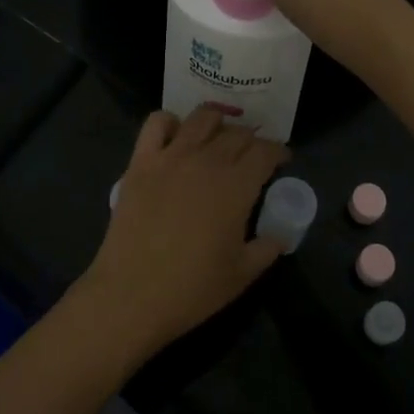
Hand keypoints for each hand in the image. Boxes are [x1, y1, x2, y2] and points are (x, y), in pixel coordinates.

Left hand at [78, 108, 288, 356]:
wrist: (132, 295)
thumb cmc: (192, 289)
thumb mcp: (243, 274)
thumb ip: (268, 247)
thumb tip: (280, 234)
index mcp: (237, 185)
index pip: (265, 151)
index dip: (278, 151)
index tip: (282, 161)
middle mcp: (206, 160)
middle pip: (237, 133)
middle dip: (251, 140)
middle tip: (252, 156)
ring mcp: (171, 156)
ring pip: (201, 118)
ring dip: (217, 123)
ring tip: (219, 138)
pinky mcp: (141, 161)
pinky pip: (156, 123)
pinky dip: (170, 122)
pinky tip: (176, 137)